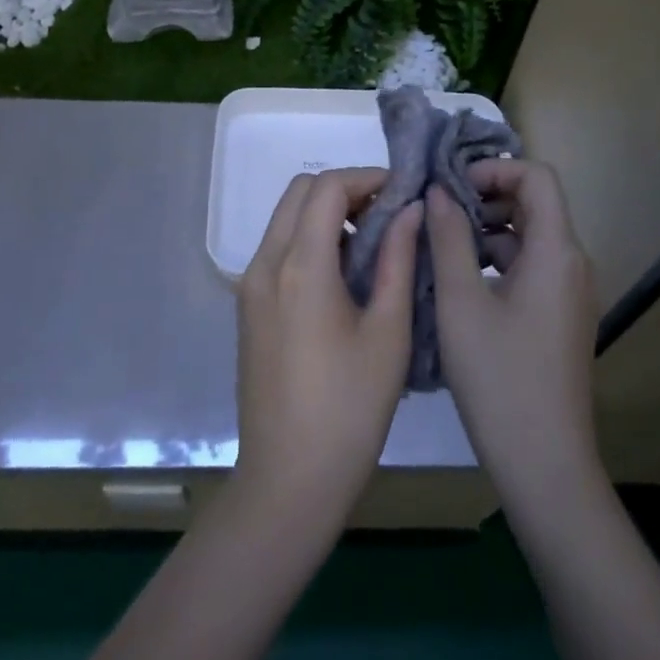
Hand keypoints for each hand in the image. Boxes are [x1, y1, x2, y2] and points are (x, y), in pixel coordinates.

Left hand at [232, 168, 422, 535]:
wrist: (287, 481)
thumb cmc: (349, 410)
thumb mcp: (388, 333)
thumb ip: (398, 261)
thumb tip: (411, 210)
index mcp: (300, 266)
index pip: (327, 188)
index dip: (367, 178)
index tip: (402, 193)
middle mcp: (265, 264)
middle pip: (300, 193)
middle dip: (345, 190)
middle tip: (388, 215)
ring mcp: (250, 285)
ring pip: (285, 219)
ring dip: (326, 215)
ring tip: (372, 245)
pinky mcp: (248, 307)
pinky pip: (278, 249)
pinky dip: (309, 240)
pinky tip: (343, 275)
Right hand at [427, 159, 601, 507]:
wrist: (545, 463)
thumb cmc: (498, 377)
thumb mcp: (460, 302)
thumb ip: (448, 238)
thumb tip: (437, 192)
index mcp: (555, 251)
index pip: (537, 177)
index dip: (494, 170)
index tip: (451, 186)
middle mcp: (572, 263)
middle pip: (535, 204)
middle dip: (485, 197)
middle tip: (437, 212)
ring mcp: (569, 293)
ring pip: (530, 237)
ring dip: (487, 230)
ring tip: (440, 245)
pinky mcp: (560, 317)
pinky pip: (531, 267)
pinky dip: (497, 260)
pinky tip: (460, 282)